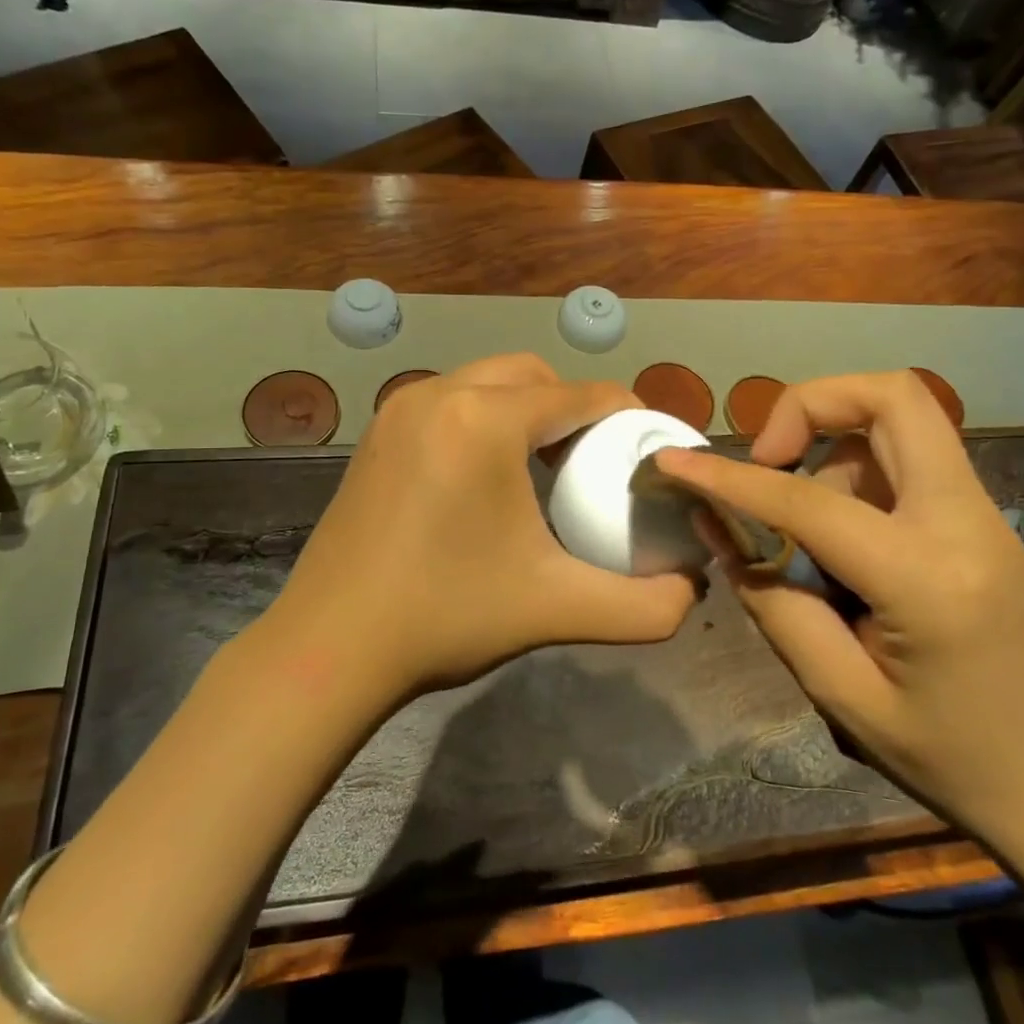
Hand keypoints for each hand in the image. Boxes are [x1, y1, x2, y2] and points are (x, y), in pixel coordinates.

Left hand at [271, 354, 699, 697]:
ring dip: (527, 409)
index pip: (581, 395)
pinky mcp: (378, 432)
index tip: (647, 450)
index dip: (627, 415)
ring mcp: (401, 409)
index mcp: (485, 419)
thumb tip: (693, 588)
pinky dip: (485, 419)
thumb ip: (645, 605)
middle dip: (574, 407)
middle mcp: (440, 394)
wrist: (330, 647)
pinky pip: (451, 402)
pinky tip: (490, 475)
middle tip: (596, 461)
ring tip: (548, 466)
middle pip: (534, 375)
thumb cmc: (446, 616)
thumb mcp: (558, 609)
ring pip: (488, 382)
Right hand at [654, 371, 1023, 856]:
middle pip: (893, 396)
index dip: (730, 476)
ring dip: (832, 450)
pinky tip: (841, 540)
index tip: (674, 461)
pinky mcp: (979, 518)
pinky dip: (856, 471)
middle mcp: (965, 521)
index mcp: (928, 577)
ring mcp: (981, 512)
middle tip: (769, 458)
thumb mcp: (840, 693)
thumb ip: (772, 601)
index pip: (809, 501)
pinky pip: (907, 457)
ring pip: (896, 422)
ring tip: (806, 535)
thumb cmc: (948, 757)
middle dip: (811, 403)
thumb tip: (716, 526)